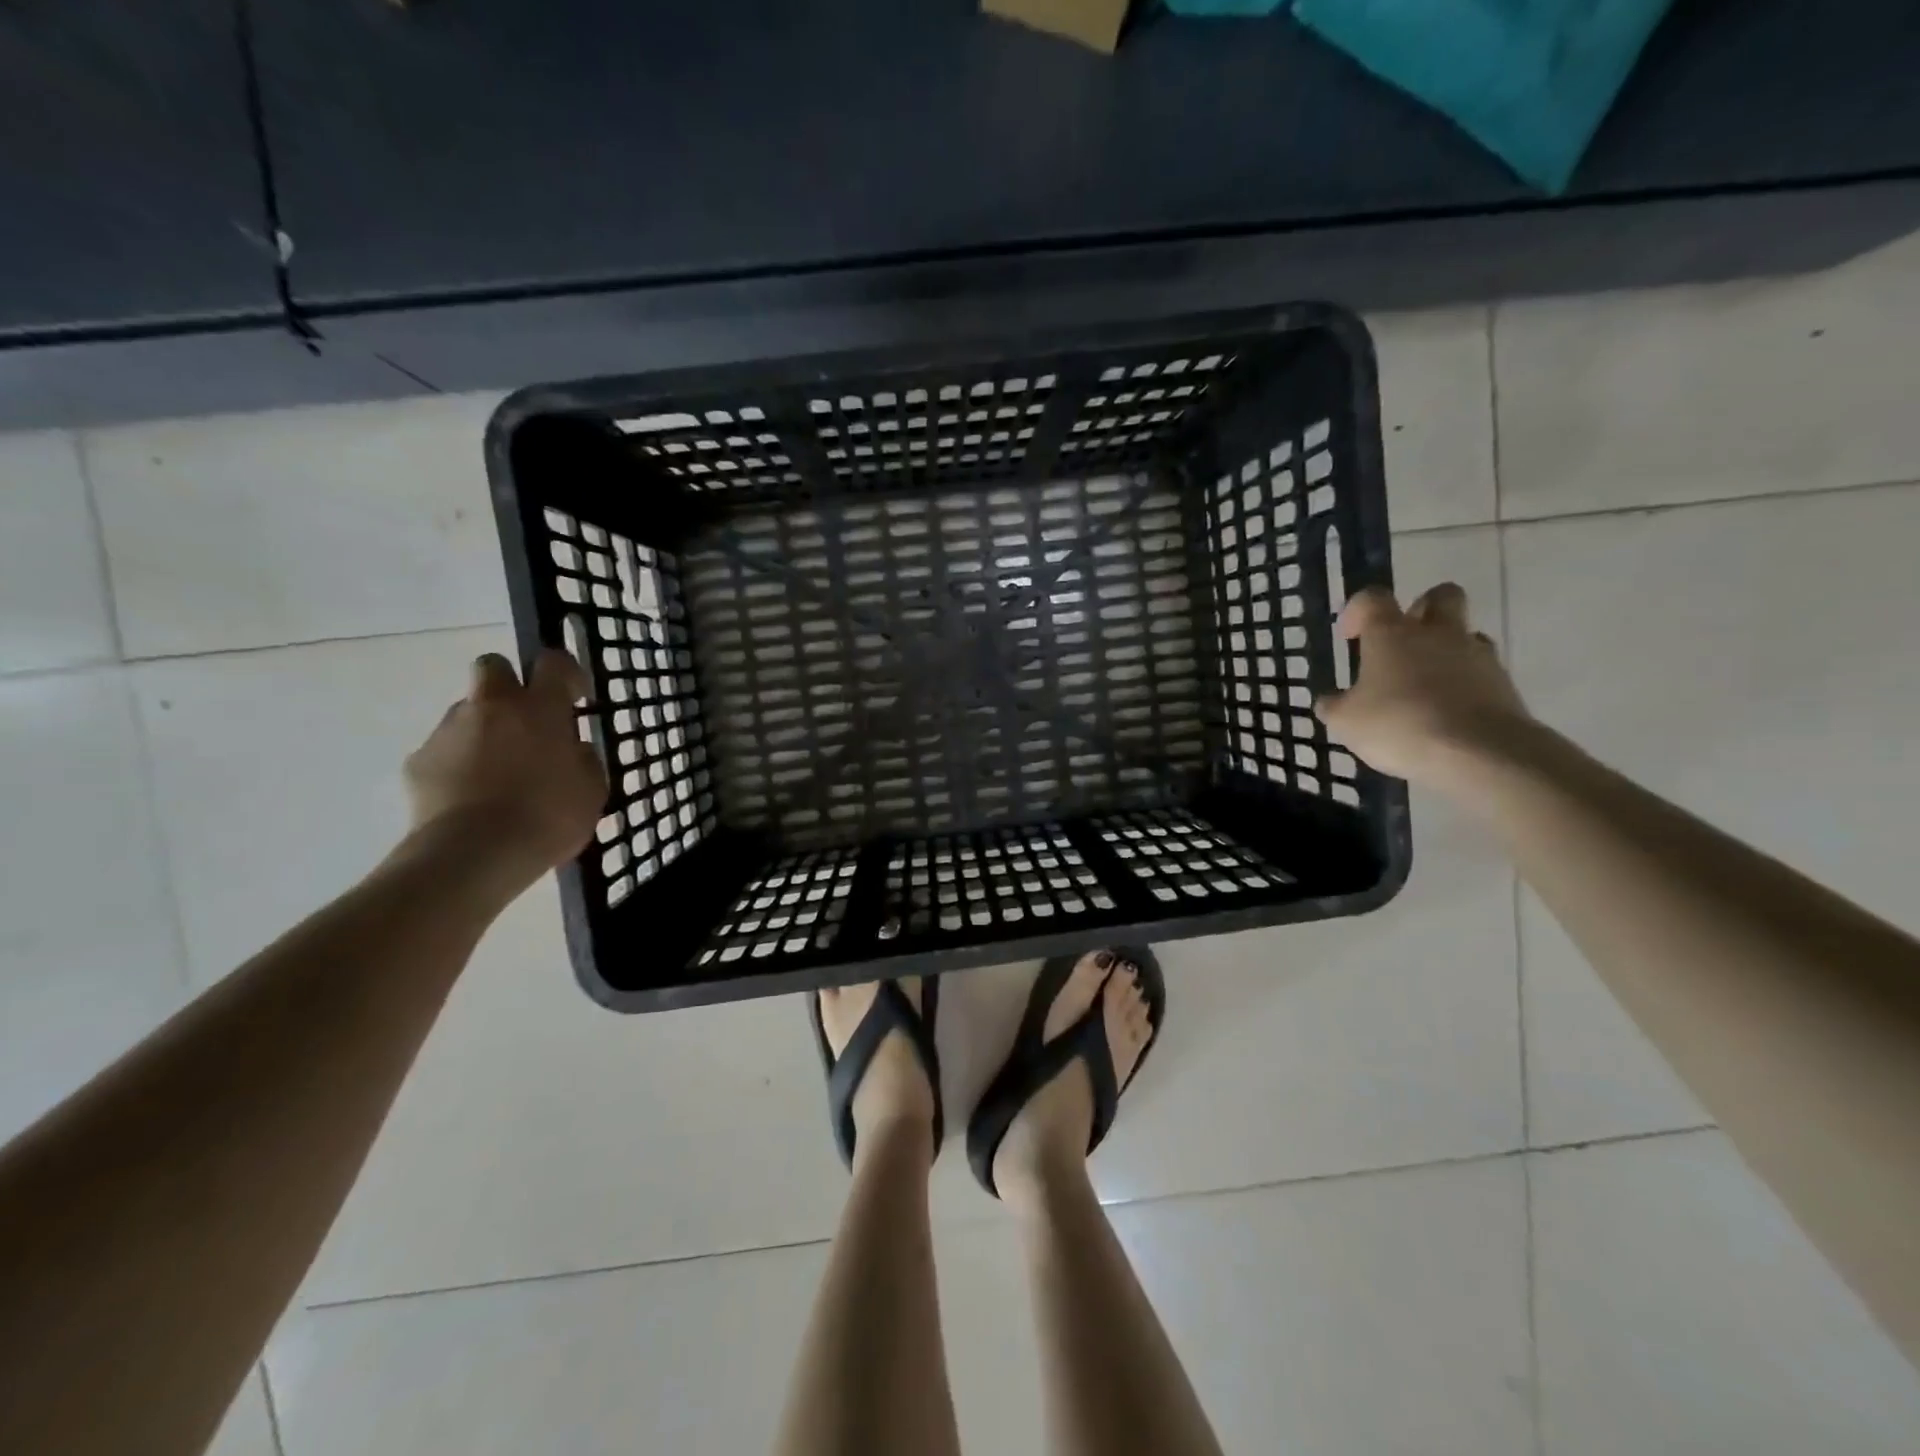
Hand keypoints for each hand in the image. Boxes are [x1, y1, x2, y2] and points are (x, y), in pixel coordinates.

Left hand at [403, 649, 607, 879]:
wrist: (474, 855)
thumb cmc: (547, 818)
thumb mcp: (591, 790)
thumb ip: (583, 760)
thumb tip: (571, 749)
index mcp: (540, 709)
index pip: (554, 663)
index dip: (566, 673)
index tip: (574, 696)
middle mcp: (493, 707)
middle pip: (493, 666)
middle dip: (509, 684)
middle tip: (525, 720)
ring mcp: (450, 731)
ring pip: (466, 711)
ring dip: (484, 729)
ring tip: (498, 772)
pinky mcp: (418, 761)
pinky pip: (444, 750)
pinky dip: (458, 764)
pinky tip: (471, 797)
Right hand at [1314, 583, 1533, 784]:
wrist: (1477, 752)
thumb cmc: (1398, 725)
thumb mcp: (1346, 723)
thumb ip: (1335, 706)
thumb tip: (1329, 701)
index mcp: (1391, 634)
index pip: (1373, 599)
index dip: (1358, 610)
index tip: (1350, 635)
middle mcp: (1437, 633)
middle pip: (1441, 596)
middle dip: (1422, 609)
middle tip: (1403, 639)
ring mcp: (1477, 655)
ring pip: (1466, 634)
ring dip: (1447, 649)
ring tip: (1426, 683)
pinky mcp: (1504, 683)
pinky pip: (1482, 671)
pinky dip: (1464, 683)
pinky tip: (1448, 712)